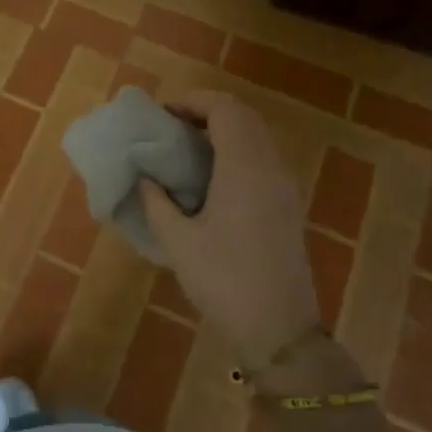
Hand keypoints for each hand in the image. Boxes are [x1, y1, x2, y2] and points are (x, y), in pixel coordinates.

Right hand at [139, 91, 320, 369]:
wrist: (280, 330)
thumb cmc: (224, 281)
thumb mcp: (178, 242)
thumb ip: (156, 202)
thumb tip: (145, 177)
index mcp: (244, 169)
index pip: (224, 109)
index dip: (192, 101)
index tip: (161, 113)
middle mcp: (270, 168)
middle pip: (243, 116)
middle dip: (206, 111)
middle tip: (170, 126)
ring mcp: (284, 187)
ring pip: (256, 136)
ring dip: (223, 130)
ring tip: (185, 148)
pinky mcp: (287, 206)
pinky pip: (262, 158)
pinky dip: (235, 150)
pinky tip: (209, 177)